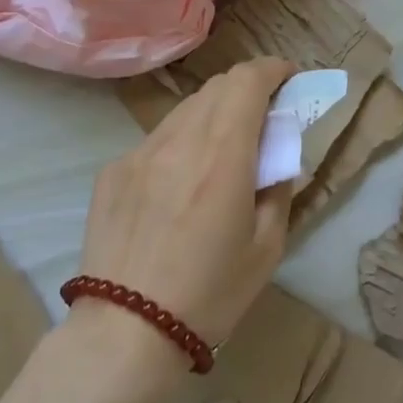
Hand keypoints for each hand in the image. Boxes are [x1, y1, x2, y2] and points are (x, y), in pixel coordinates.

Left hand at [78, 57, 296, 351]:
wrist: (125, 333)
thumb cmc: (210, 294)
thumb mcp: (267, 246)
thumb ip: (279, 185)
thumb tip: (276, 152)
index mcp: (223, 156)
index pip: (248, 80)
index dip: (273, 69)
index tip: (289, 80)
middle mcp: (179, 140)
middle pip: (217, 86)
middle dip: (247, 90)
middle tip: (263, 120)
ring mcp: (139, 152)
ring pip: (186, 109)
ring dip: (213, 114)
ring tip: (222, 152)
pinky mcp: (113, 170)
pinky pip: (157, 138)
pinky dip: (182, 142)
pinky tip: (180, 184)